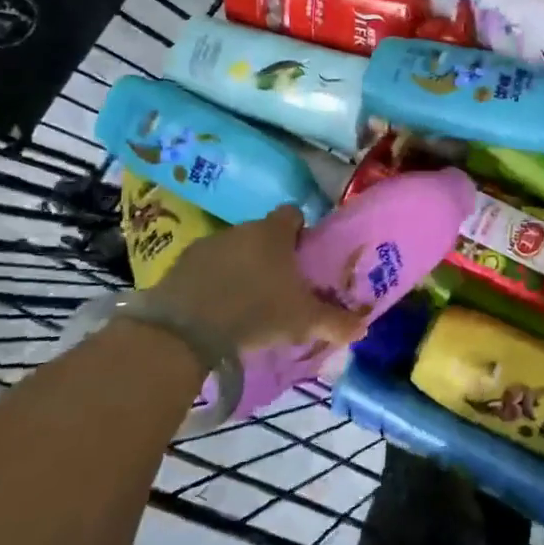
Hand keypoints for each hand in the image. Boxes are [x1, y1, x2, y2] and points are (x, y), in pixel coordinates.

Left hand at [145, 206, 365, 359]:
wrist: (186, 329)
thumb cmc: (257, 311)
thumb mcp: (304, 321)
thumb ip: (336, 322)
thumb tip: (363, 328)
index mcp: (274, 232)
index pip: (293, 215)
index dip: (300, 233)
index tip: (303, 258)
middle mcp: (242, 228)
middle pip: (262, 234)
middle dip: (270, 254)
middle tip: (278, 287)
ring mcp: (208, 244)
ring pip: (233, 250)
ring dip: (240, 268)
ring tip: (245, 302)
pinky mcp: (180, 264)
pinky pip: (205, 268)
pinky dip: (212, 282)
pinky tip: (215, 310)